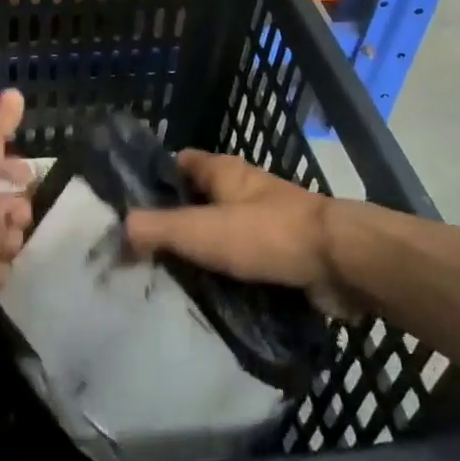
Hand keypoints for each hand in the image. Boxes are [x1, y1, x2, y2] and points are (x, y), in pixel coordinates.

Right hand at [123, 150, 362, 317]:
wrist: (341, 262)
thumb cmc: (266, 234)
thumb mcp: (202, 231)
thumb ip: (157, 229)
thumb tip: (118, 228)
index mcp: (223, 170)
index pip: (179, 163)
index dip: (155, 179)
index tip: (132, 207)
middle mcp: (244, 188)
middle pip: (200, 198)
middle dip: (177, 220)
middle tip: (147, 252)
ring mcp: (267, 218)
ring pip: (224, 230)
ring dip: (205, 251)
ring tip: (173, 280)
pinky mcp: (286, 250)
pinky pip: (248, 258)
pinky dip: (232, 273)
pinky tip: (213, 297)